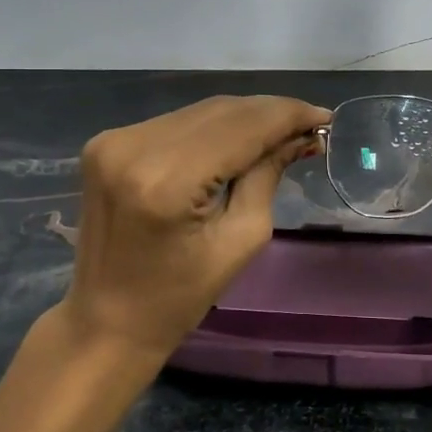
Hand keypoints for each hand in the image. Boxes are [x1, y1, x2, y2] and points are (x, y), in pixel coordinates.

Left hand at [60, 94, 329, 364]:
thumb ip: (267, 176)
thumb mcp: (240, 241)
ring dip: (243, 118)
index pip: (242, 128)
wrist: (106, 320)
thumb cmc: (179, 297)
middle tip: (310, 125)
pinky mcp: (107, 142)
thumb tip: (298, 137)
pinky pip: (176, 123)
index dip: (288, 116)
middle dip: (270, 113)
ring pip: (200, 112)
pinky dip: (212, 128)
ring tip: (281, 131)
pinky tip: (238, 140)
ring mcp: (115, 140)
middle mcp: (135, 147)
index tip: (325, 117)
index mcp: (167, 181)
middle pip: (221, 111)